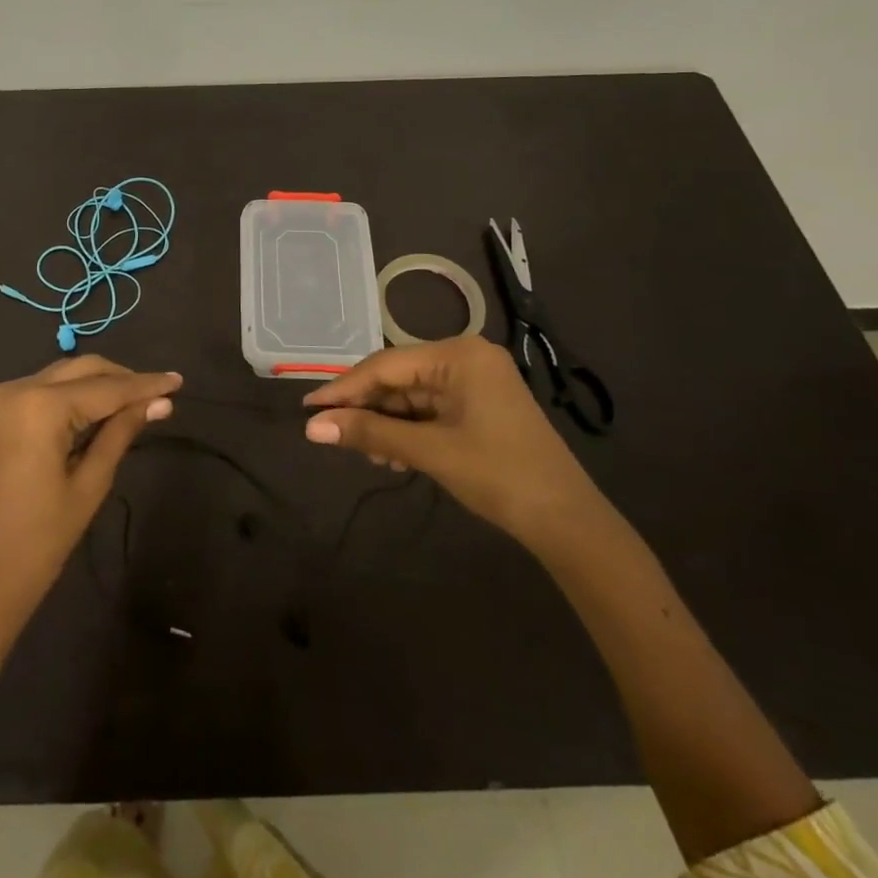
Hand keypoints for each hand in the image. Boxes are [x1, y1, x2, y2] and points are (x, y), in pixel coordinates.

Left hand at [0, 356, 181, 646]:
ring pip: (64, 376)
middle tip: (161, 395)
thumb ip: (122, 433)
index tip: (179, 381)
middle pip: (83, 370)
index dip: (145, 384)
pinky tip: (102, 410)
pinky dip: (75, 395)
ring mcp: (1, 398)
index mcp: (40, 406)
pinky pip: (45, 390)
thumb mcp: (89, 485)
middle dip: (123, 379)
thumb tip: (161, 403)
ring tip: (139, 403)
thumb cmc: (39, 541)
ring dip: (100, 385)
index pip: (106, 388)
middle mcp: (17, 388)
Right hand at [301, 335, 598, 544]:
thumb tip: (312, 427)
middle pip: (398, 378)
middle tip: (335, 436)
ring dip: (387, 424)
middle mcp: (466, 358)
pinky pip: (429, 410)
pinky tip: (393, 455)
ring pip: (411, 396)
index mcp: (459, 355)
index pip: (386, 365)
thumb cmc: (499, 475)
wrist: (568, 522)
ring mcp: (475, 382)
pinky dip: (408, 430)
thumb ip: (369, 433)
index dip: (344, 388)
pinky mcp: (479, 407)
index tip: (308, 408)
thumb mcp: (429, 451)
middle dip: (368, 410)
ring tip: (370, 455)